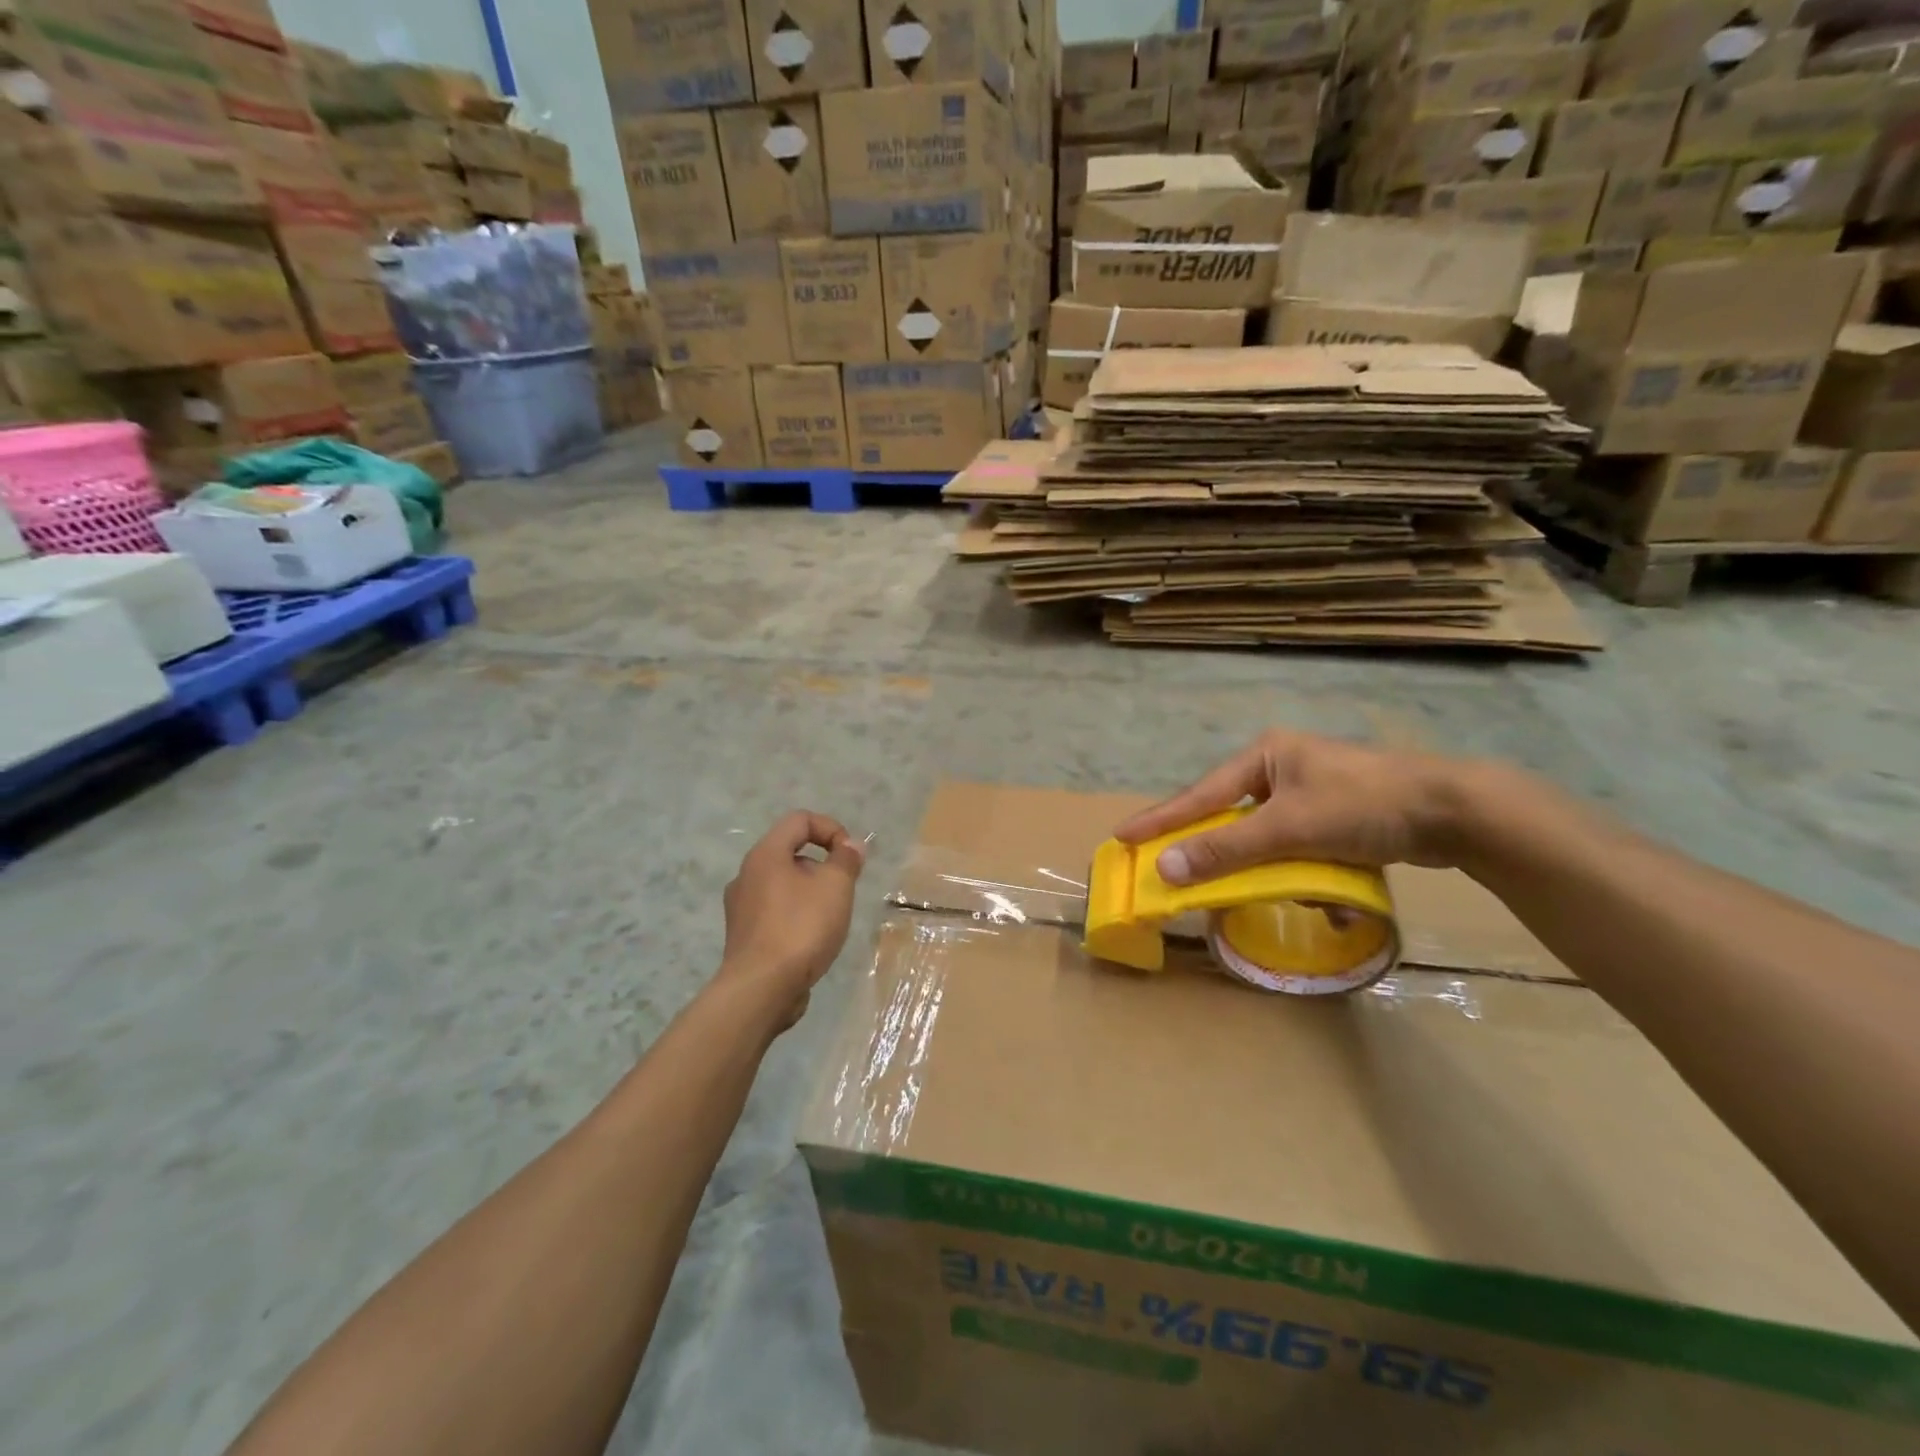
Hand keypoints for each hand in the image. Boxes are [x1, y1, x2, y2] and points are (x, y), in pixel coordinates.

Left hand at [720, 812, 865, 1025]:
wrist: (761, 989)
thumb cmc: (801, 928)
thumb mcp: (835, 887)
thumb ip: (846, 860)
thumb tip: (851, 845)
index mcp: (765, 854)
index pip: (799, 820)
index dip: (831, 828)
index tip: (850, 855)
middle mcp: (747, 875)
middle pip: (790, 852)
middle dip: (823, 864)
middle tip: (843, 888)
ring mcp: (740, 908)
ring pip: (782, 884)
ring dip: (810, 892)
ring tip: (830, 917)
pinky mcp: (744, 936)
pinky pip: (775, 912)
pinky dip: (796, 916)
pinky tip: (811, 940)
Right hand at [1114, 732, 1472, 883]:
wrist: (1457, 812)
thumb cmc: (1364, 804)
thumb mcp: (1288, 827)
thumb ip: (1226, 848)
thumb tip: (1166, 869)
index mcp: (1264, 755)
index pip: (1199, 794)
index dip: (1161, 820)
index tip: (1122, 837)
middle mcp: (1282, 768)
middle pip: (1231, 817)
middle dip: (1218, 850)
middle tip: (1178, 873)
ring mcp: (1311, 793)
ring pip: (1267, 838)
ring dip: (1270, 869)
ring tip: (1274, 891)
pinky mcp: (1337, 818)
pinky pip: (1301, 848)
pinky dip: (1305, 872)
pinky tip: (1327, 895)